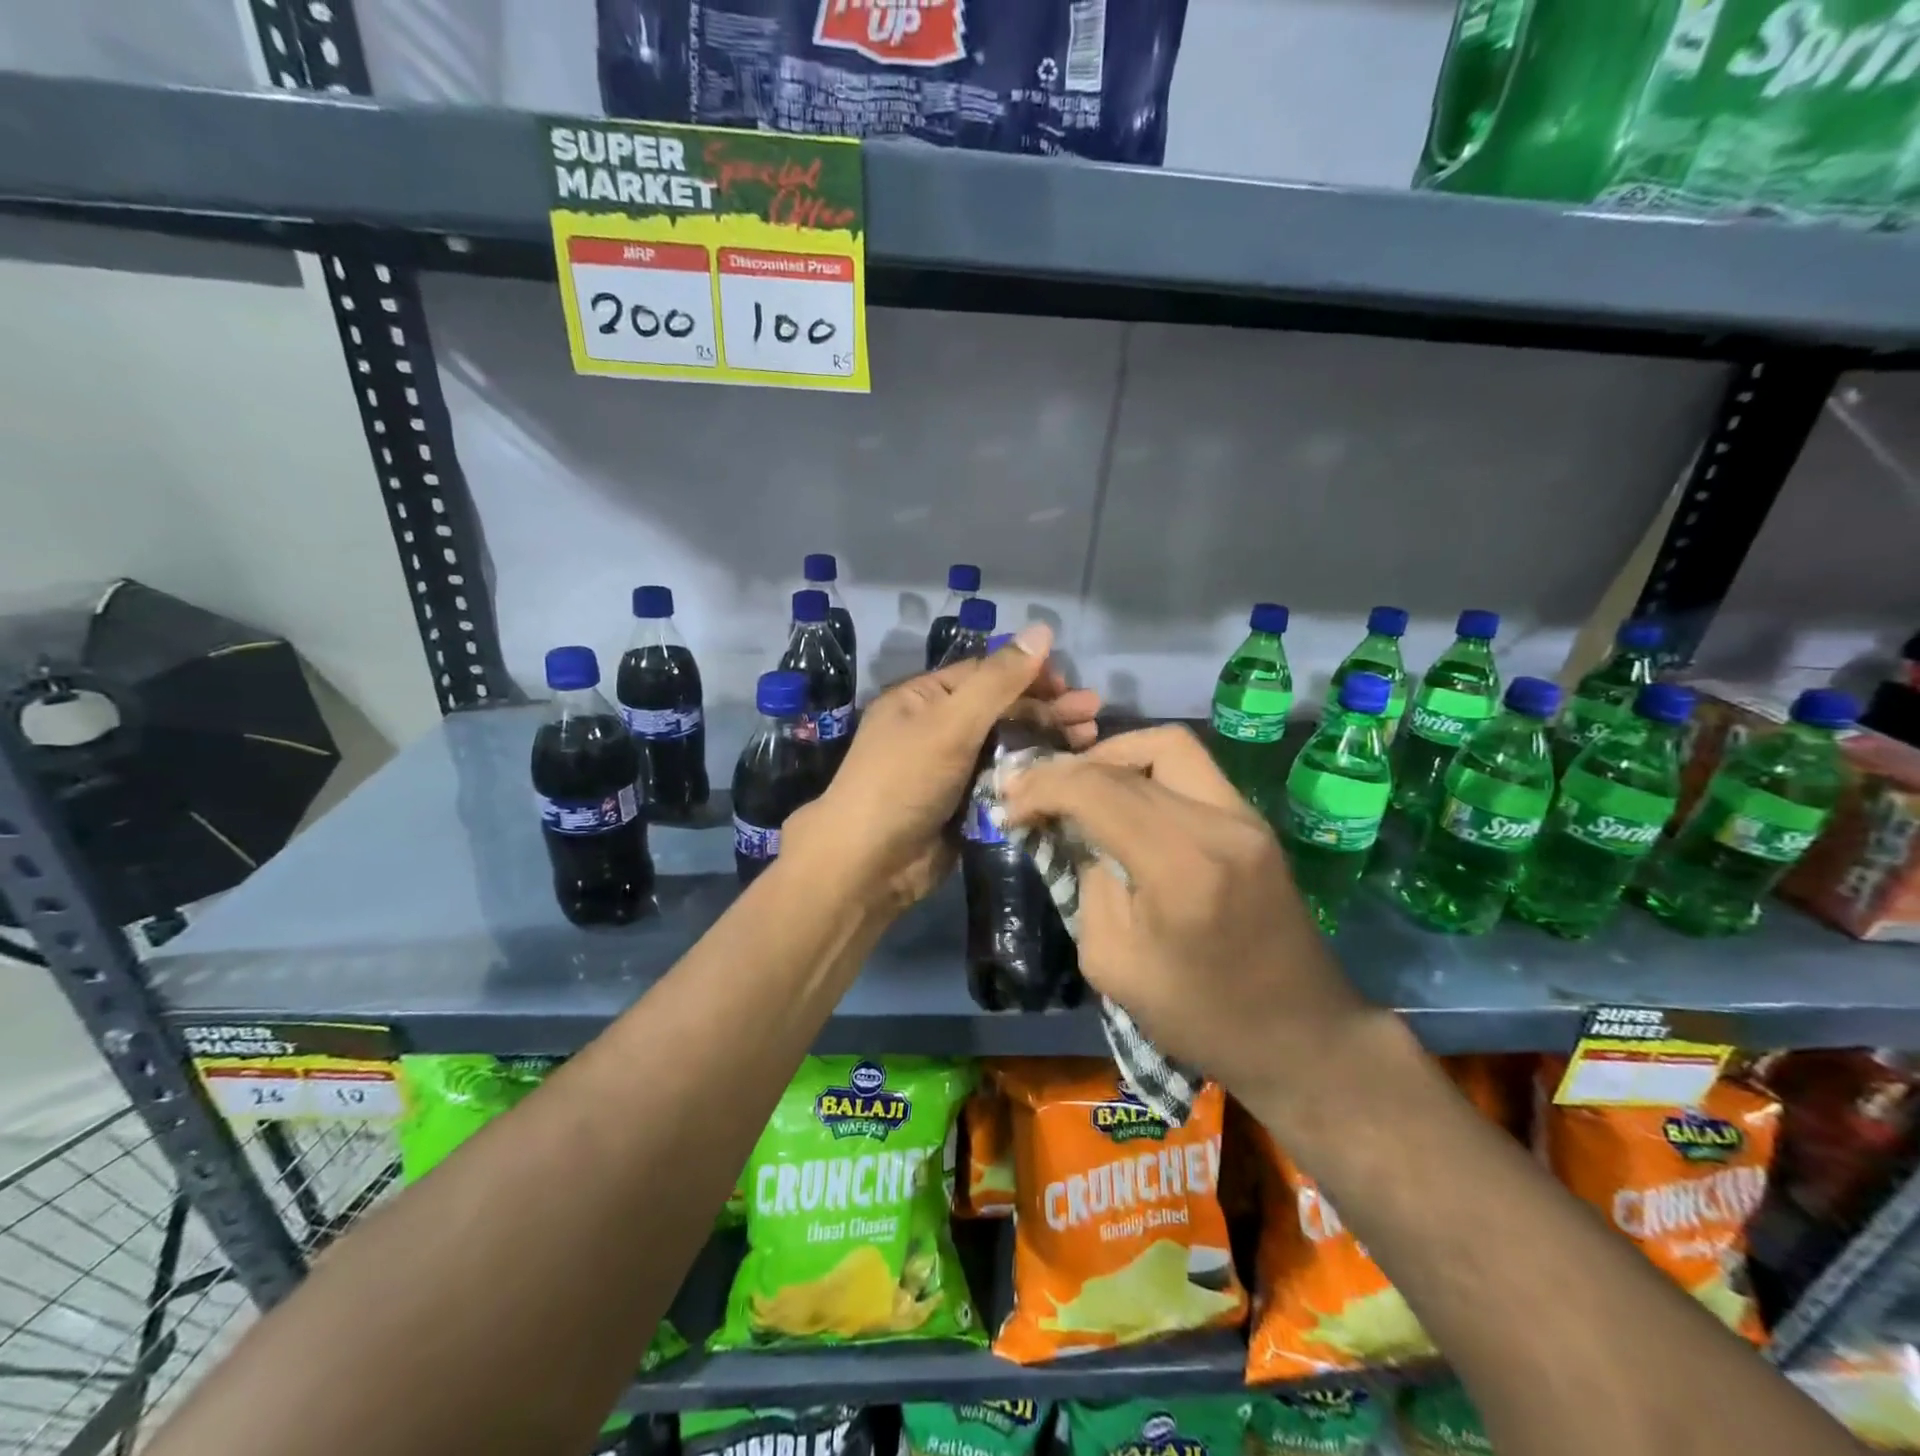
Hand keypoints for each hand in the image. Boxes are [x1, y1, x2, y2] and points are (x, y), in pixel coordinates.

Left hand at [784, 623, 1099, 913]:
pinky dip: (1034, 776)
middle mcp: (938, 728)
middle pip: (1002, 710)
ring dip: (1047, 741)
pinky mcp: (966, 805)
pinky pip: (1005, 782)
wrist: (868, 864)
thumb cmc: (903, 781)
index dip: (1029, 675)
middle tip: (1093, 713)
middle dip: (1047, 709)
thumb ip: (998, 680)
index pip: (986, 674)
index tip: (1070, 684)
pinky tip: (1067, 773)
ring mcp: (953, 770)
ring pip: (1008, 747)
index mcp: (924, 699)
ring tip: (1090, 739)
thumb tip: (1042, 629)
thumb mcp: (950, 723)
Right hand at [1002, 725, 1366, 1100]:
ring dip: (1114, 757)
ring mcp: (1245, 817)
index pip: (1098, 790)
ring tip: (1081, 789)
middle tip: (1036, 793)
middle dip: (1071, 769)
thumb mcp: (1113, 963)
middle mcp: (1220, 823)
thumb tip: (1077, 835)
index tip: (1010, 807)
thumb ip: (1087, 884)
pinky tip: (1122, 803)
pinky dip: (1146, 772)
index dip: (1043, 788)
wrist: (1302, 1037)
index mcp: (1181, 865)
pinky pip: (1191, 770)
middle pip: (1132, 756)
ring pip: (1168, 746)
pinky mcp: (1254, 822)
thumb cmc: (1201, 1017)